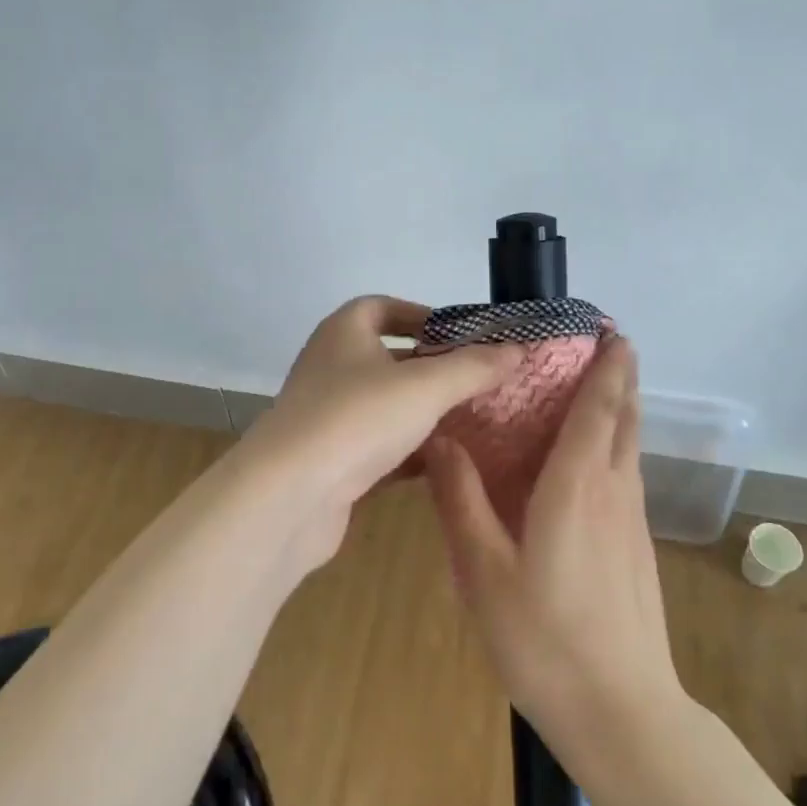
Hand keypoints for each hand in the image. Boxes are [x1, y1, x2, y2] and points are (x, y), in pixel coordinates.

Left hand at [235, 296, 525, 575]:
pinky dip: (408, 451)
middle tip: (477, 379)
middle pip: (388, 358)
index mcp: (344, 333)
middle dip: (432, 367)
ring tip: (471, 420)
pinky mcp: (330, 461)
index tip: (460, 334)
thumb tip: (518, 348)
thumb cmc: (357, 419)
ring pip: (385, 405)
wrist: (288, 497)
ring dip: (422, 411)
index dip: (422, 314)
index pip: (383, 307)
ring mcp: (327, 416)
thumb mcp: (426, 386)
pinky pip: (377, 446)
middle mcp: (331, 367)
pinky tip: (443, 463)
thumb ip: (474, 366)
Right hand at [423, 335, 685, 759]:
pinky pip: (626, 474)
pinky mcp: (638, 546)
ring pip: (629, 445)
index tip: (611, 330)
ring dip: (620, 408)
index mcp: (578, 484)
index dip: (609, 364)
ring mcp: (632, 520)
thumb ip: (462, 499)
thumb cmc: (545, 638)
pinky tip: (588, 462)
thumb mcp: (484, 570)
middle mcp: (614, 489)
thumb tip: (440, 439)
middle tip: (604, 344)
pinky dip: (614, 445)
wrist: (621, 712)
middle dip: (620, 376)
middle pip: (624, 417)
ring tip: (595, 387)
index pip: (600, 406)